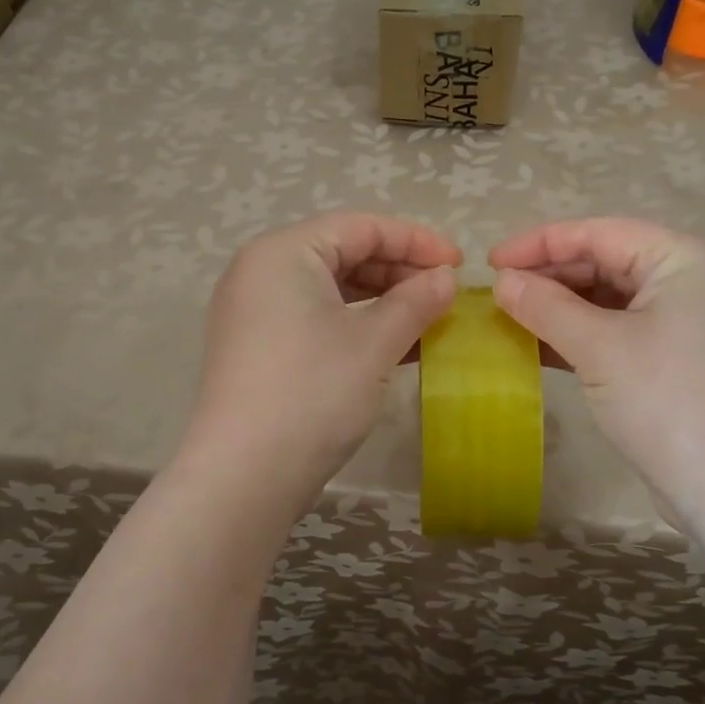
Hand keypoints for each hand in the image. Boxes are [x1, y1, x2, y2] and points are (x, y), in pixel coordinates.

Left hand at [178, 212, 459, 512]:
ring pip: (331, 291)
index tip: (459, 263)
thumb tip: (445, 278)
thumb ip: (416, 301)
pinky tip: (397, 348)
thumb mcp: (374, 342)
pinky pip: (316, 320)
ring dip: (383, 302)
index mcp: (283, 253)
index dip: (416, 241)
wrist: (245, 476)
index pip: (360, 227)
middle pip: (343, 254)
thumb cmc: (313, 392)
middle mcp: (261, 272)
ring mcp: (255, 313)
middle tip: (445, 295)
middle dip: (399, 272)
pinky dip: (356, 327)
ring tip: (428, 322)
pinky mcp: (259, 349)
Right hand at [490, 217, 704, 517]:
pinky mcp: (688, 359)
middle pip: (611, 263)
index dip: (541, 243)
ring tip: (512, 318)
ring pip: (617, 300)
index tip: (490, 261)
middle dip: (552, 277)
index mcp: (690, 259)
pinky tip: (542, 346)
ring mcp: (697, 322)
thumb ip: (544, 306)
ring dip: (564, 309)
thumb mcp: (598, 347)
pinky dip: (586, 336)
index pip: (603, 233)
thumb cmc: (666, 401)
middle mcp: (700, 280)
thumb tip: (502, 283)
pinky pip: (627, 331)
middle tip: (499, 293)